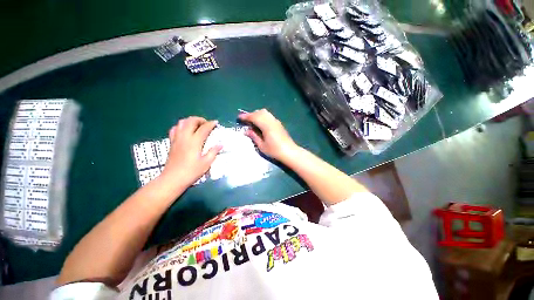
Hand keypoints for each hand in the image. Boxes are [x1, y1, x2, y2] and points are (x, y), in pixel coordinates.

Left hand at [161, 117, 221, 186]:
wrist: (173, 179)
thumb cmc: (192, 171)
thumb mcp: (206, 163)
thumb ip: (213, 151)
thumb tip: (221, 144)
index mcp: (194, 142)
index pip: (204, 128)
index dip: (211, 124)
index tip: (216, 123)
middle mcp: (185, 137)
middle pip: (191, 121)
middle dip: (200, 119)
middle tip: (207, 124)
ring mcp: (176, 139)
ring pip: (181, 122)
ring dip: (190, 121)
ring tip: (197, 126)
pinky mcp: (172, 142)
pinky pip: (175, 129)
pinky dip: (181, 126)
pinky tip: (185, 131)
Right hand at [238, 109, 297, 160]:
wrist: (289, 152)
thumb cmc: (275, 151)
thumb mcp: (262, 146)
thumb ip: (254, 136)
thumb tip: (247, 131)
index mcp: (266, 126)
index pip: (254, 117)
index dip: (246, 116)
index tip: (239, 118)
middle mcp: (271, 121)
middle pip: (260, 112)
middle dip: (251, 114)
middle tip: (245, 120)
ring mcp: (276, 121)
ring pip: (265, 113)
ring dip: (257, 114)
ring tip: (252, 121)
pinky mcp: (279, 124)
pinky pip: (269, 116)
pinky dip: (262, 117)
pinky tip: (260, 123)